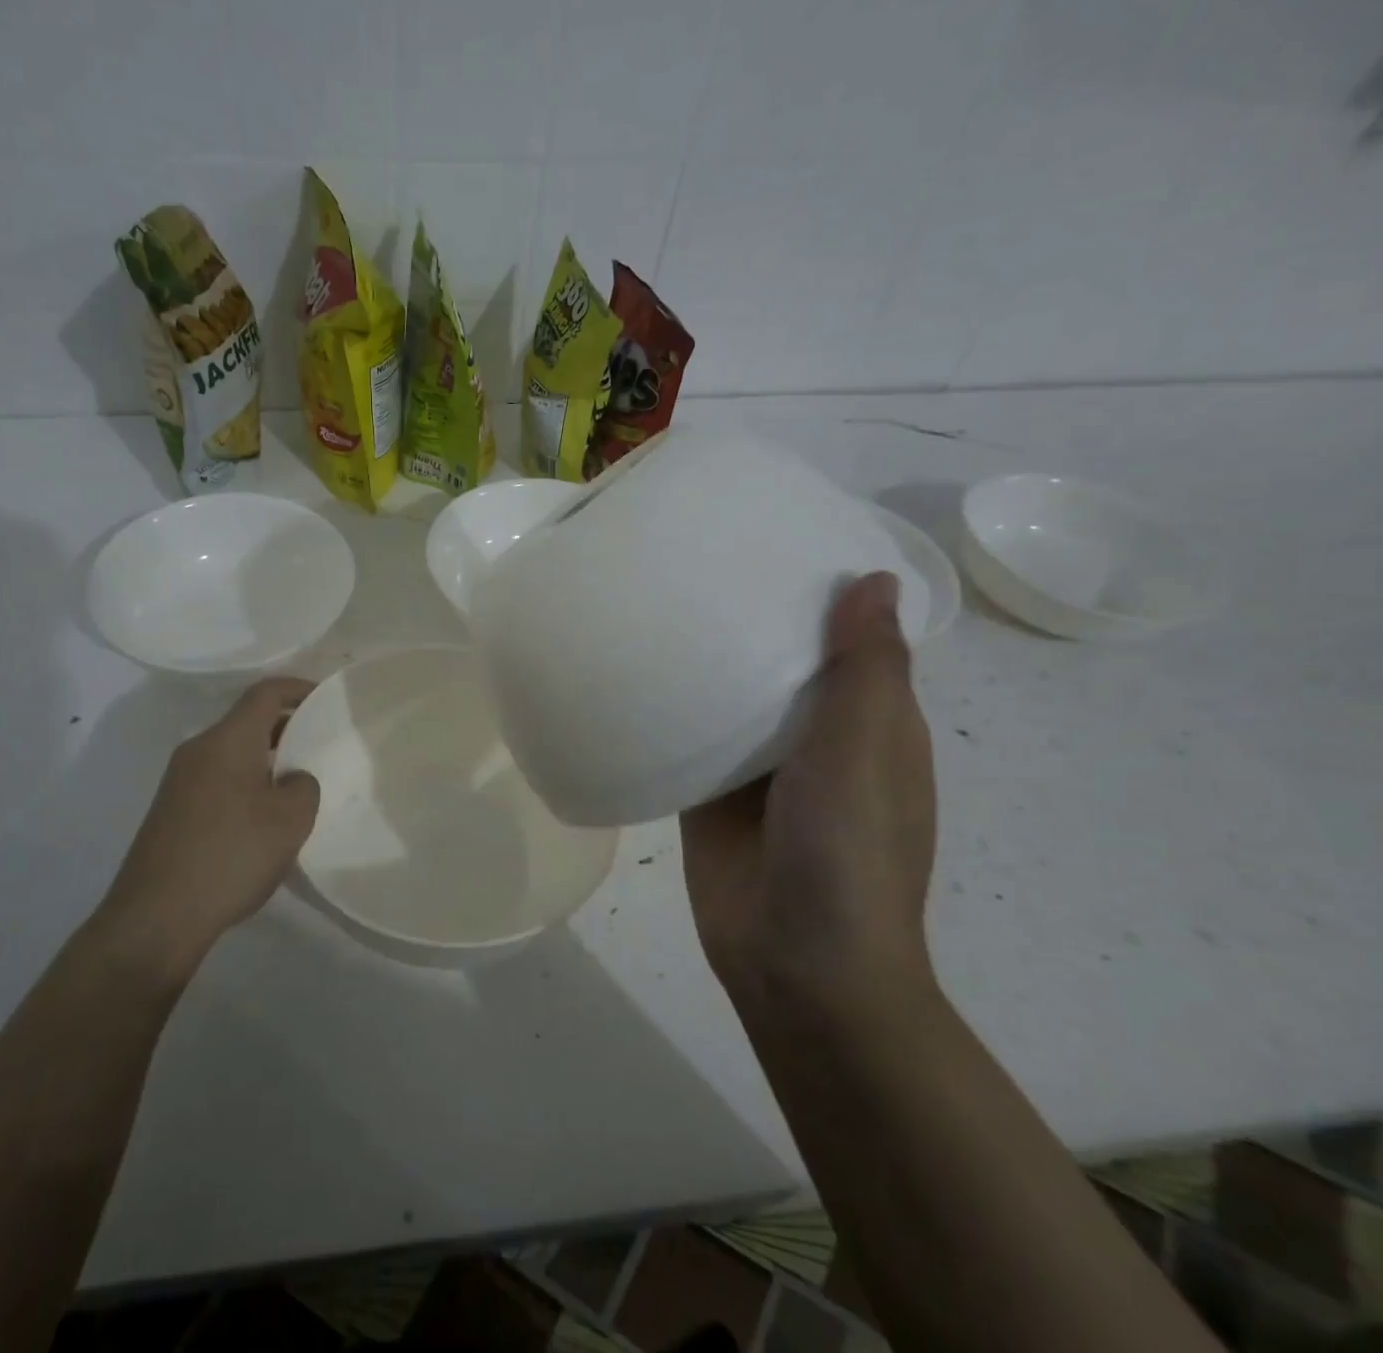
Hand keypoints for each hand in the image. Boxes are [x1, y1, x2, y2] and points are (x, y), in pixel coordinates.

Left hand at [96, 678, 320, 978]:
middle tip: (320, 745)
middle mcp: (198, 749)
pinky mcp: (171, 809)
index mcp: (227, 740)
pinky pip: (217, 778)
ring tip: (296, 785)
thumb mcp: (290, 820)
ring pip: (232, 752)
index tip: (326, 698)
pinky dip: (245, 782)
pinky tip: (262, 819)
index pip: (265, 693)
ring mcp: (179, 780)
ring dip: (265, 759)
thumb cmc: (231, 855)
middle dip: (285, 727)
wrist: (156, 916)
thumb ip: (303, 786)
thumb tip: (292, 780)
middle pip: (247, 721)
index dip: (299, 689)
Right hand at [680, 572, 936, 1016]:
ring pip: (731, 697)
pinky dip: (671, 706)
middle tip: (696, 556)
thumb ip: (865, 670)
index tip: (775, 540)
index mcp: (869, 723)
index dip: (822, 592)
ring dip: (707, 658)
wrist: (794, 963)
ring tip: (656, 596)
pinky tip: (631, 667)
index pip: (848, 640)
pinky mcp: (709, 793)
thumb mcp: (864, 751)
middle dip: (750, 616)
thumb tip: (871, 579)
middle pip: (782, 662)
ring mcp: (758, 768)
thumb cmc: (846, 852)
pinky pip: (689, 737)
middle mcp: (815, 738)